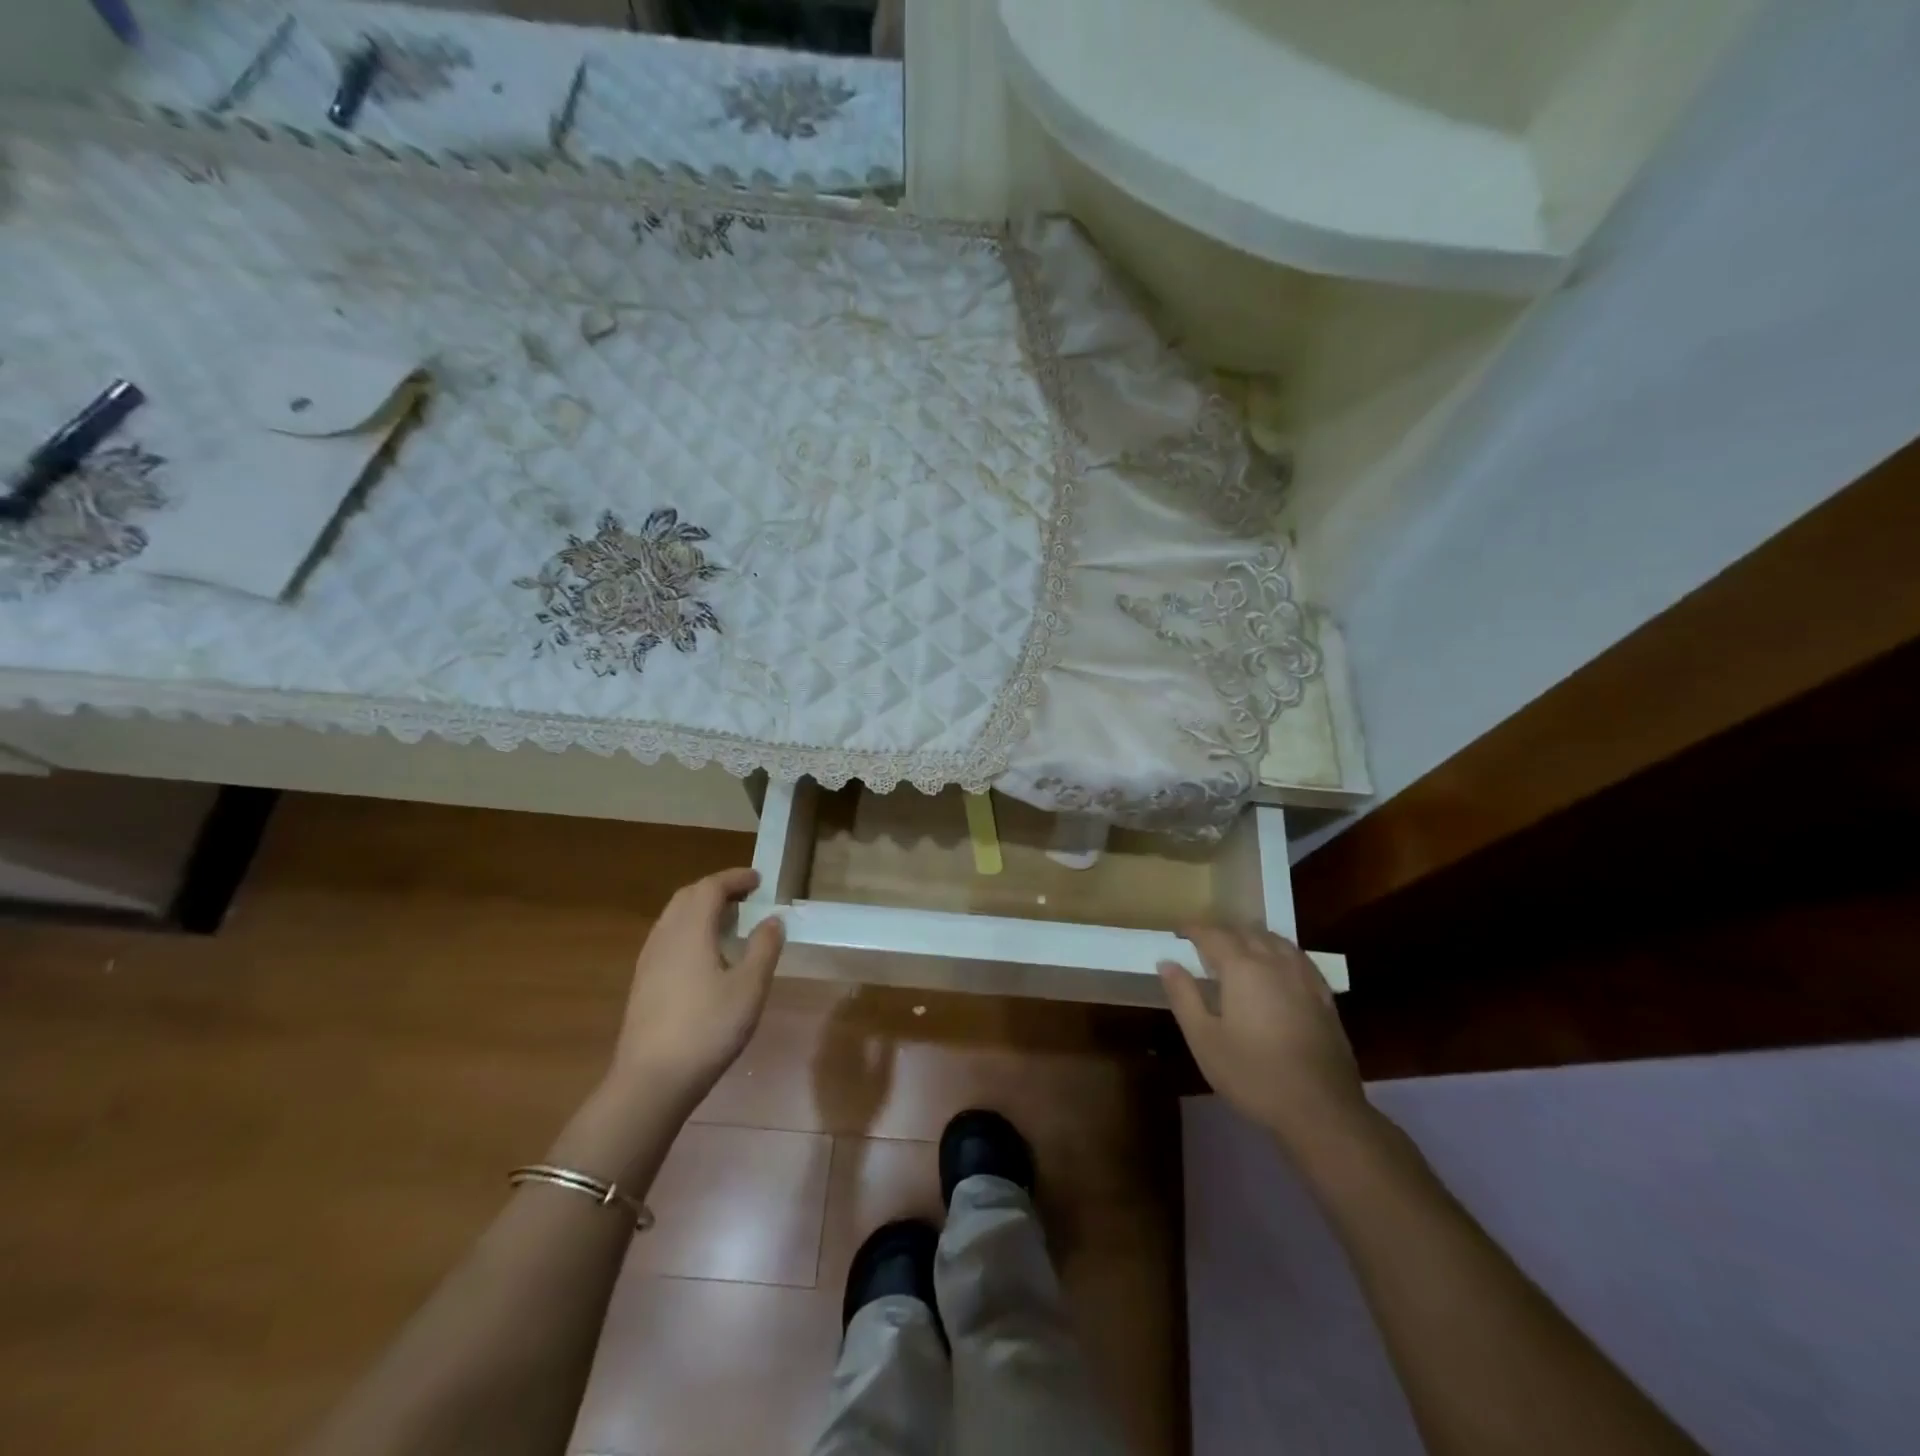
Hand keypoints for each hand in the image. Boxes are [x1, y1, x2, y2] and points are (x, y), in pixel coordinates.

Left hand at [608, 867, 784, 1107]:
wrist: (651, 1081)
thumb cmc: (707, 1029)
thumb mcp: (749, 988)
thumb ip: (764, 948)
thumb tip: (773, 919)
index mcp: (690, 930)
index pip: (710, 887)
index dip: (735, 878)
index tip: (759, 880)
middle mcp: (665, 937)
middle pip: (688, 897)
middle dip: (717, 889)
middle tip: (746, 896)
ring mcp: (649, 960)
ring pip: (674, 917)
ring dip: (701, 908)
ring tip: (729, 921)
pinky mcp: (643, 983)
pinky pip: (668, 938)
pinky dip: (690, 929)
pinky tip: (705, 954)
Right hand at [1159, 926, 1365, 1150]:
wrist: (1321, 1109)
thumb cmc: (1253, 1074)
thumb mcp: (1204, 1039)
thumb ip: (1184, 996)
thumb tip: (1167, 963)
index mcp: (1242, 968)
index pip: (1213, 934)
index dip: (1193, 929)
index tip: (1178, 933)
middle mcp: (1274, 962)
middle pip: (1246, 932)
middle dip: (1222, 931)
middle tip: (1203, 943)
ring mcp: (1304, 977)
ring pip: (1275, 940)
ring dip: (1252, 937)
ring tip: (1238, 949)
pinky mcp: (1324, 996)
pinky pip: (1297, 957)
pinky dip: (1279, 952)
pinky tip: (1277, 967)